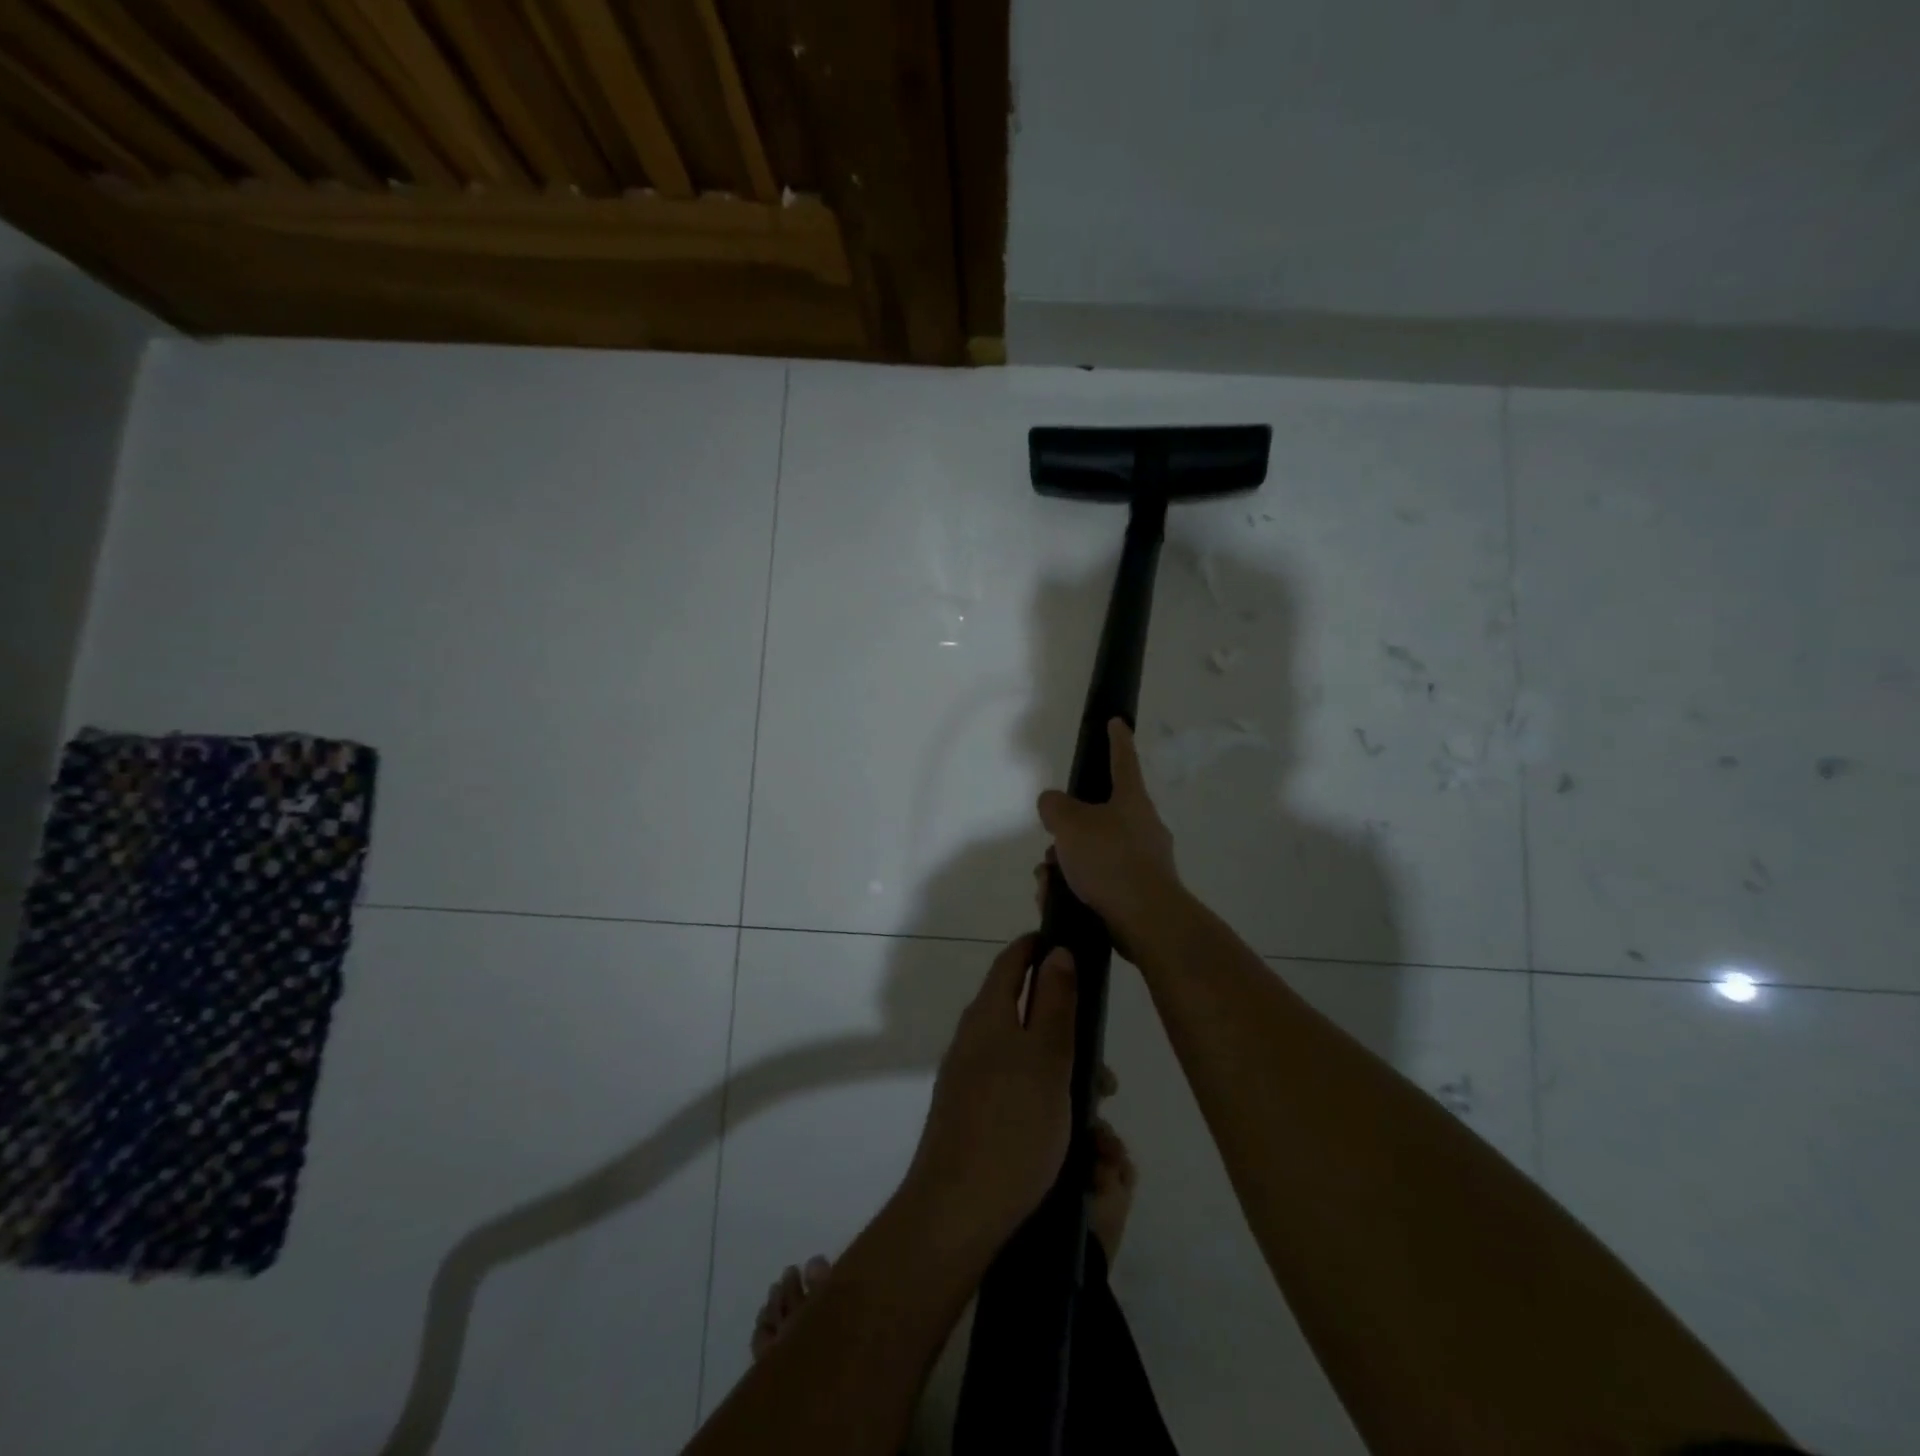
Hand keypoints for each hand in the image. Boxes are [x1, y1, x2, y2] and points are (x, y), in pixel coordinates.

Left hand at [903, 934, 1076, 1254]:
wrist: (956, 1211)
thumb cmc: (1013, 1125)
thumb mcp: (1048, 1057)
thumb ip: (1055, 1002)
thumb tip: (1057, 950)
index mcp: (988, 1015)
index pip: (1011, 962)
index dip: (1037, 947)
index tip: (1069, 945)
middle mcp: (973, 1040)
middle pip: (1026, 1017)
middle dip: (1070, 1039)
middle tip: (1106, 1078)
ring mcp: (969, 1081)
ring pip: (1028, 1064)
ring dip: (1066, 1083)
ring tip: (1100, 1128)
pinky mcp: (972, 1118)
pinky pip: (1018, 1097)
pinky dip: (1048, 1108)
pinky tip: (1073, 1146)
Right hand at [1036, 719, 1178, 949]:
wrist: (1147, 920)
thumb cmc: (1110, 860)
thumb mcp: (1070, 824)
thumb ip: (1054, 806)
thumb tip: (1054, 805)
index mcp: (1131, 800)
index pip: (1123, 760)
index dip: (1116, 739)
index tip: (1117, 722)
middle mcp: (1142, 826)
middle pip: (1098, 816)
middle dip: (1068, 832)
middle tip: (1051, 847)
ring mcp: (1144, 861)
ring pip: (1094, 852)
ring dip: (1067, 865)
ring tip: (1048, 882)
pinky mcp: (1138, 892)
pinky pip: (1100, 882)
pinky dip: (1076, 889)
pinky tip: (1057, 901)